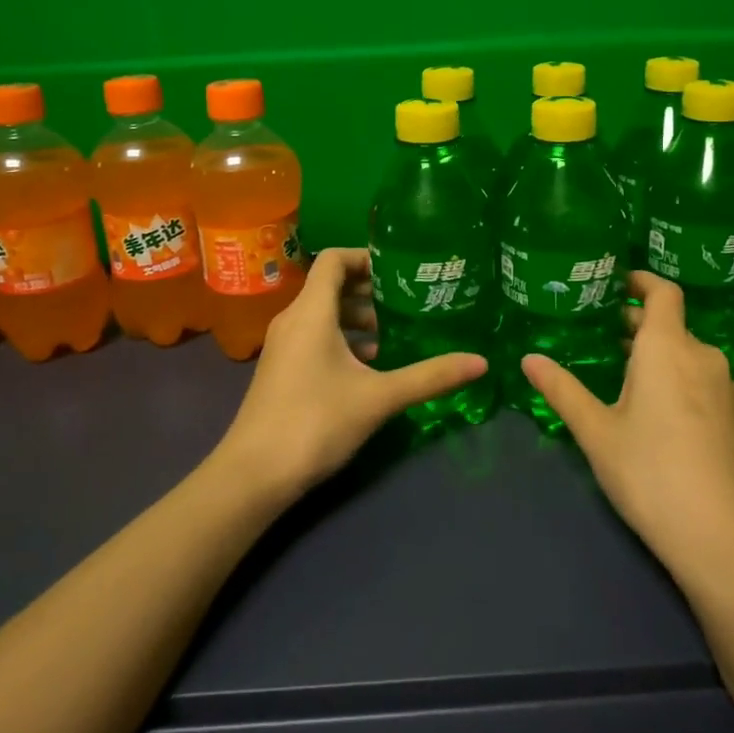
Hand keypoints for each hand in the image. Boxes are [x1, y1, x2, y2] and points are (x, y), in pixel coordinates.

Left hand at [217, 247, 487, 502]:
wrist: (253, 475)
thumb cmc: (315, 423)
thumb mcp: (379, 397)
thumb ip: (429, 376)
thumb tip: (481, 363)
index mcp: (311, 312)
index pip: (334, 259)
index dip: (367, 257)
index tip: (401, 270)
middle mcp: (292, 320)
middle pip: (330, 285)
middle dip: (369, 289)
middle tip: (407, 301)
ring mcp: (283, 346)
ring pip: (323, 313)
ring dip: (357, 316)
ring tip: (392, 334)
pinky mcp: (281, 369)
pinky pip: (314, 335)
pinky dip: (341, 338)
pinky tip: (368, 365)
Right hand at [521, 271, 733, 584]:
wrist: (723, 539)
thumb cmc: (651, 474)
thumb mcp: (596, 432)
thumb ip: (562, 390)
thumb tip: (528, 358)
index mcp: (669, 348)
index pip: (663, 292)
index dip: (641, 280)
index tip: (615, 282)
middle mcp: (703, 357)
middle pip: (671, 324)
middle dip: (637, 323)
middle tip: (599, 332)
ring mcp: (726, 388)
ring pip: (686, 354)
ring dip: (656, 353)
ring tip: (621, 371)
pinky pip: (701, 379)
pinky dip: (676, 377)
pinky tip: (656, 409)